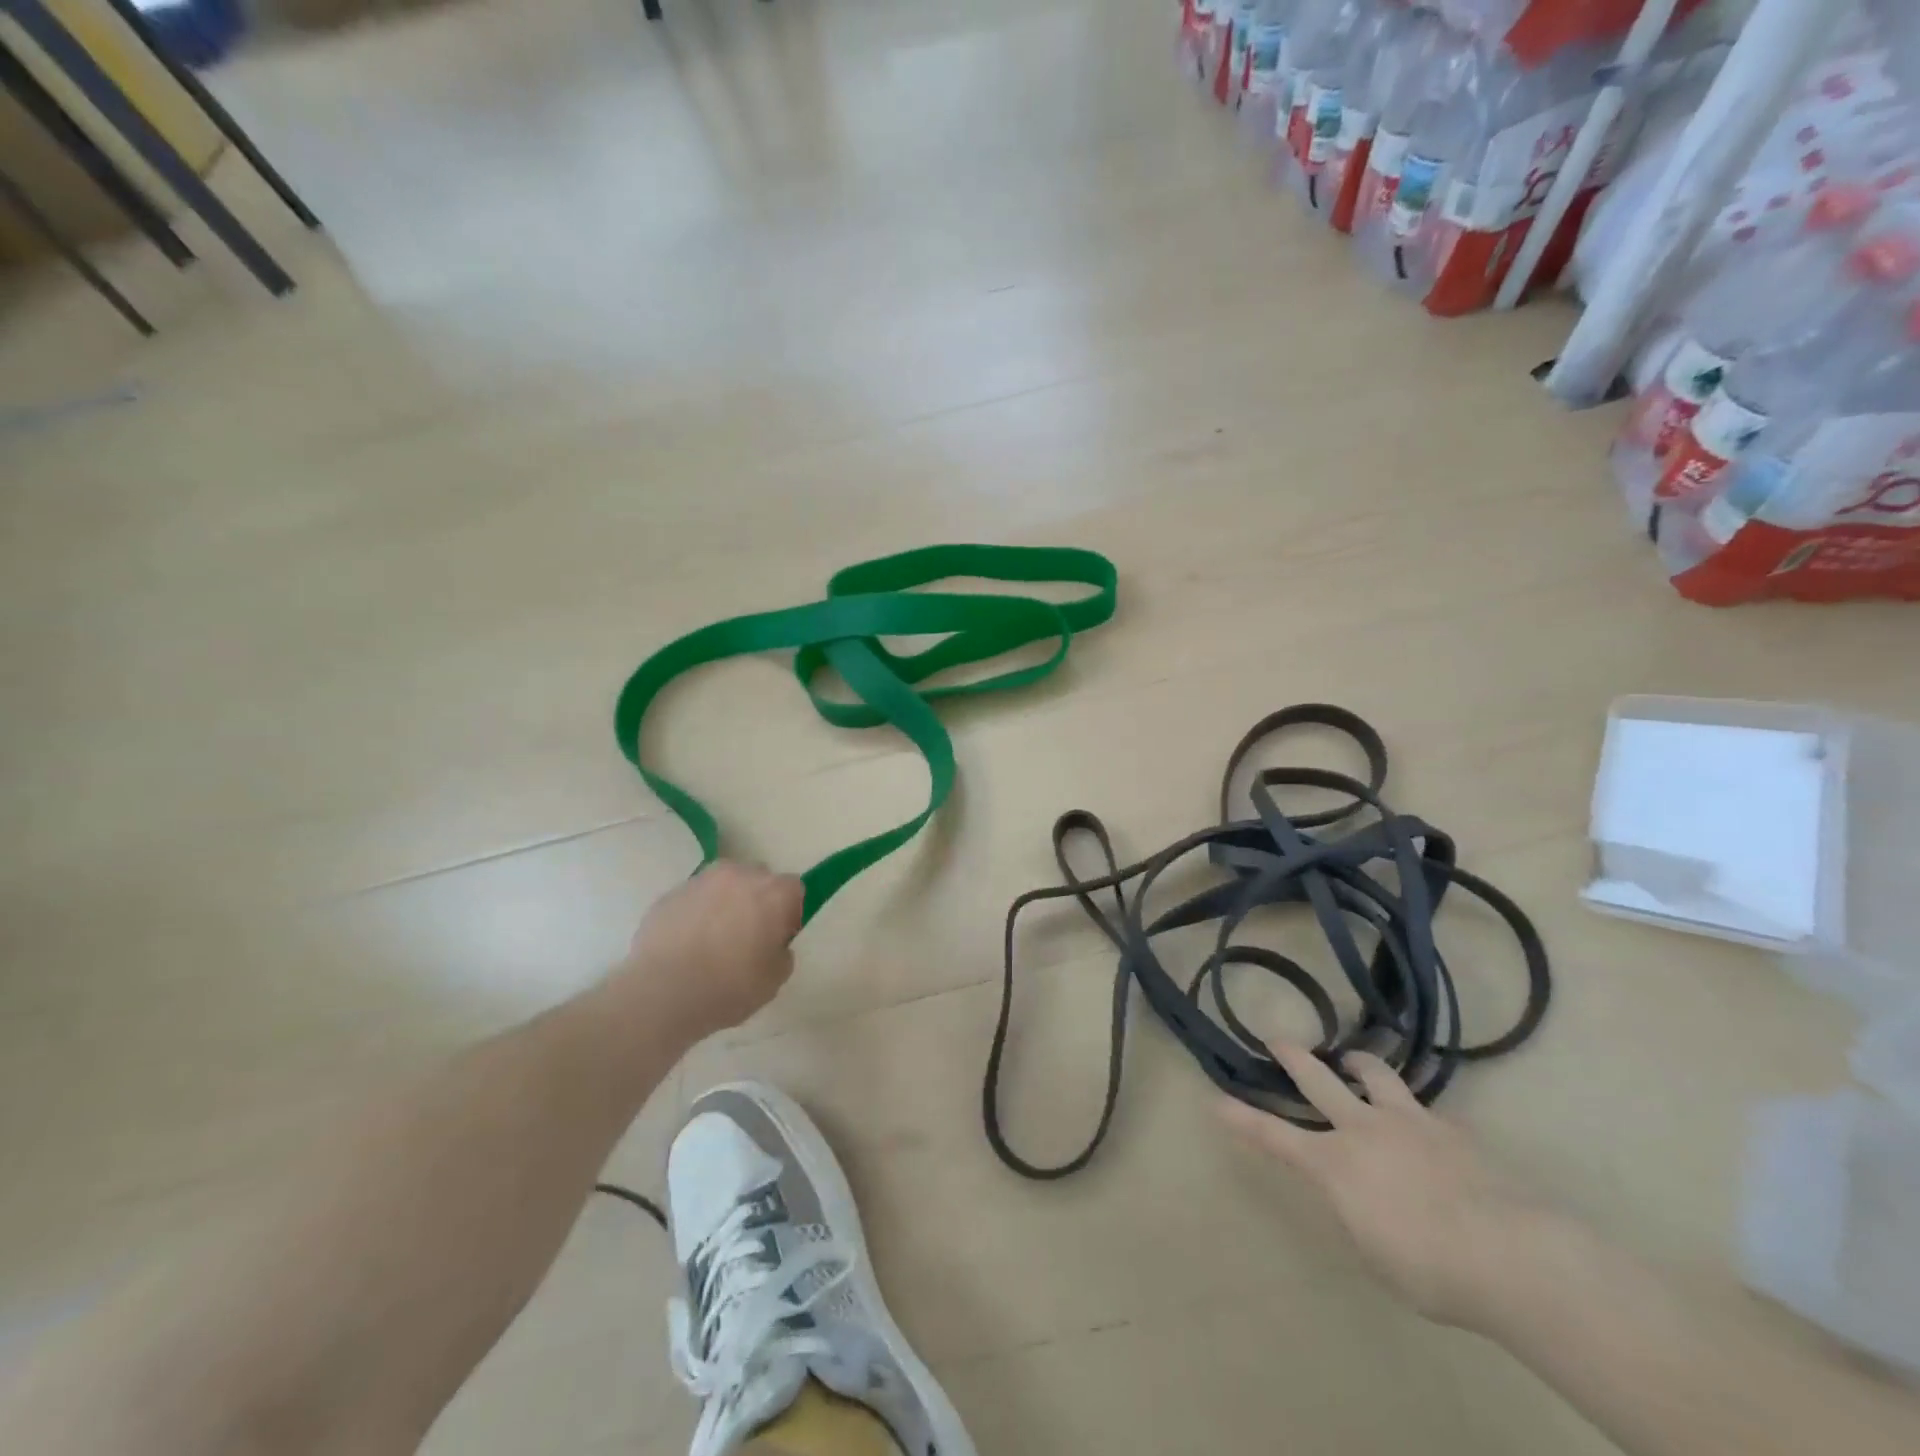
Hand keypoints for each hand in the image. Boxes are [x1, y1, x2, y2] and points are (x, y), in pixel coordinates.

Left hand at [616, 861, 804, 1037]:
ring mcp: (700, 881)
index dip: (788, 913)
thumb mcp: (774, 979)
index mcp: (773, 892)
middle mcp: (739, 875)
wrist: (661, 994)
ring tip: (711, 940)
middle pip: (758, 879)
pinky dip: (694, 914)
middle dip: (757, 901)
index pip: (794, 890)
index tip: (777, 938)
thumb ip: (782, 953)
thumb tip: (770, 944)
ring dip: (724, 902)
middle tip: (747, 937)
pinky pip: (693, 899)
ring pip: (722, 885)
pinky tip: (685, 945)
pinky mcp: (669, 894)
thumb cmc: (728, 987)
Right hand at [1220, 1045, 1537, 1330]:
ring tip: (1353, 1059)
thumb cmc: (1431, 1270)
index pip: (1275, 1136)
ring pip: (1375, 1074)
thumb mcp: (1375, 1254)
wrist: (1511, 1255)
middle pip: (1318, 1079)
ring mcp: (1409, 1122)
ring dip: (1358, 1063)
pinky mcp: (1451, 1129)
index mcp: (1334, 1164)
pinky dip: (1416, 1114)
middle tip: (1278, 1038)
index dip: (1243, 1119)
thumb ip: (1357, 1215)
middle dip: (1293, 1056)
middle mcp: (1363, 1129)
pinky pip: (1426, 1111)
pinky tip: (1430, 1131)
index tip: (1217, 1100)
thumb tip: (1359, 1198)